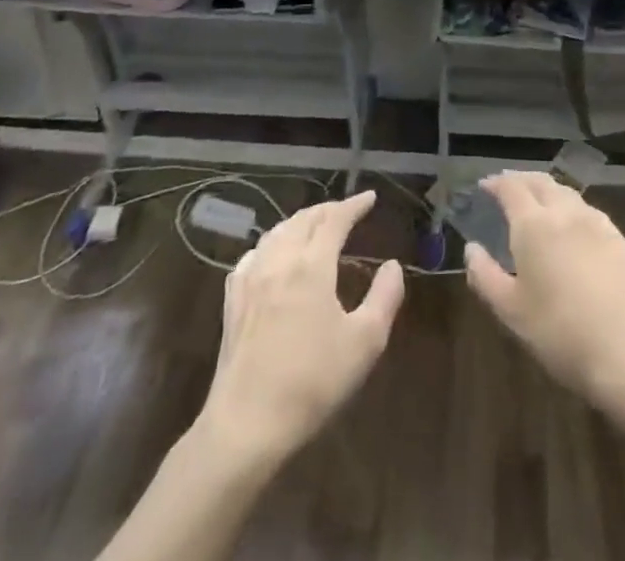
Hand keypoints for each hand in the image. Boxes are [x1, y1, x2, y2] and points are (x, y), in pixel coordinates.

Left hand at [198, 189, 403, 463]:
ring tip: (315, 226)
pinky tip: (272, 255)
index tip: (370, 198)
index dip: (354, 205)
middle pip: (304, 219)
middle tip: (347, 210)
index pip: (335, 218)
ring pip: (277, 233)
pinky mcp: (232, 302)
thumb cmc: (312, 382)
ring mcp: (251, 280)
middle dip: (328, 209)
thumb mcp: (365, 342)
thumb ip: (384, 297)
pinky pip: (253, 255)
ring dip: (300, 222)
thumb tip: (392, 266)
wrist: (246, 426)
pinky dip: (271, 243)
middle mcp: (280, 261)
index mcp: (312, 265)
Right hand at [465, 172, 624, 413]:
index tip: (485, 185)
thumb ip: (485, 276)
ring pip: (567, 193)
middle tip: (508, 186)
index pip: (512, 188)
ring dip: (548, 190)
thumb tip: (471, 249)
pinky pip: (589, 212)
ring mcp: (597, 223)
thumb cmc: (561, 333)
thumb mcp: (511, 312)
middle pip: (541, 182)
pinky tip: (573, 227)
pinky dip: (572, 208)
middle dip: (522, 179)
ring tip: (538, 203)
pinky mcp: (620, 239)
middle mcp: (566, 213)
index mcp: (534, 225)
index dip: (496, 183)